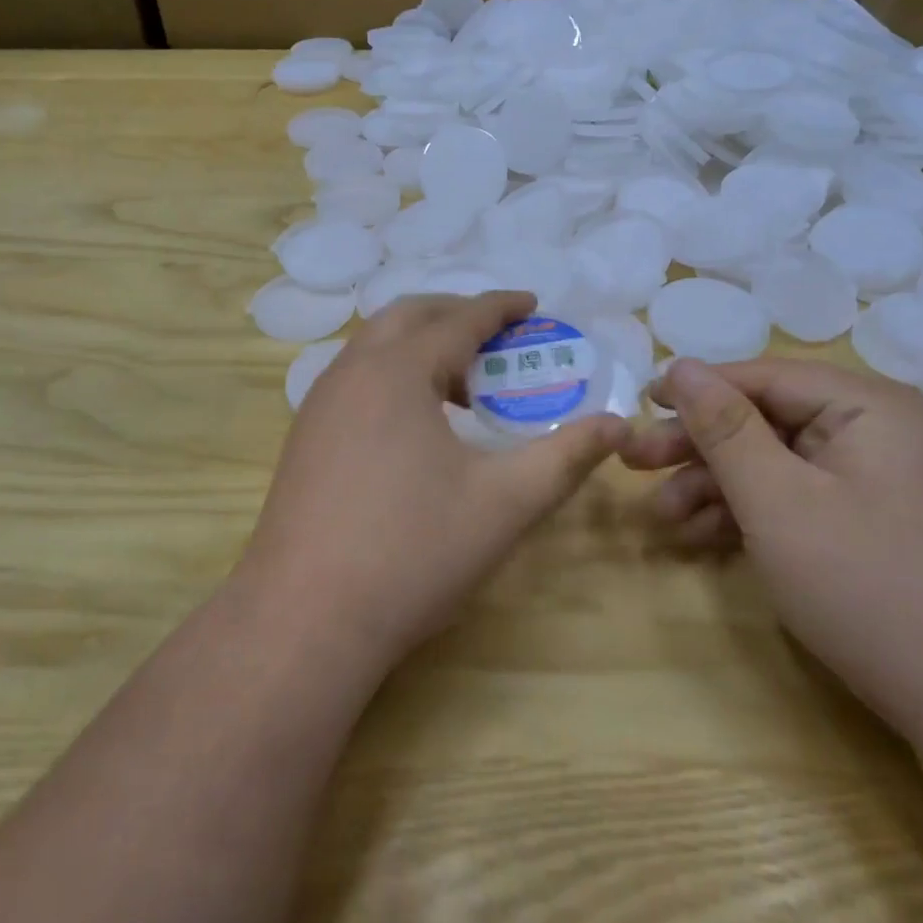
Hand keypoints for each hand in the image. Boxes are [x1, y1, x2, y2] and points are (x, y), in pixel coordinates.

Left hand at [242, 291, 626, 670]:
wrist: (304, 619)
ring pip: (374, 347)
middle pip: (407, 317)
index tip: (532, 303)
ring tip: (464, 385)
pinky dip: (393, 375)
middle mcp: (351, 373)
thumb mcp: (505, 503)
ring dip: (421, 346)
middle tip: (499, 336)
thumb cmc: (413, 552)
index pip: (458, 319)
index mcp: (398, 371)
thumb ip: (566, 457)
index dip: (500, 308)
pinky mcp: (304, 439)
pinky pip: (354, 379)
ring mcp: (318, 406)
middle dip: (456, 314)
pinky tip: (416, 425)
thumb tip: (618, 425)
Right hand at [623, 358, 922, 733]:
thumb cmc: (862, 583)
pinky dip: (743, 512)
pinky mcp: (858, 515)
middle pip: (762, 419)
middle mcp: (870, 428)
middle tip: (634, 463)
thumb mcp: (776, 499)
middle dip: (697, 446)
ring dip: (711, 486)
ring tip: (659, 517)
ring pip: (769, 461)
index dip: (696, 388)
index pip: (763, 377)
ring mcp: (866, 475)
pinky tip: (695, 535)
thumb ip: (723, 428)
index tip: (639, 404)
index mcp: (866, 406)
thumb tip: (679, 364)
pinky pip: (789, 494)